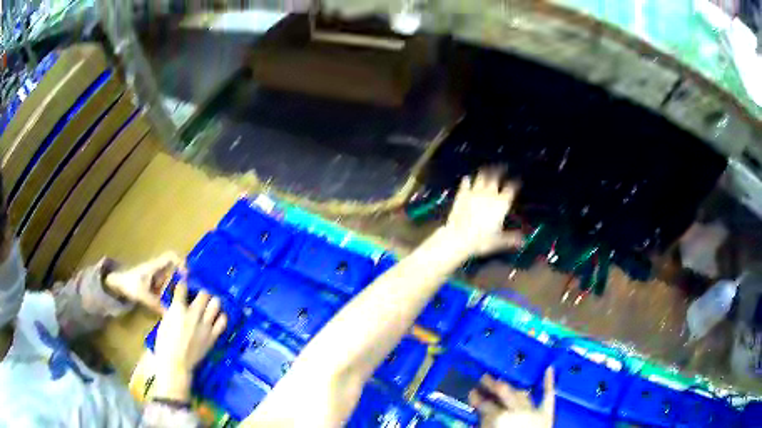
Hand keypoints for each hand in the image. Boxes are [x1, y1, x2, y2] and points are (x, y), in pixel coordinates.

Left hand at [105, 252, 181, 311]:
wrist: (116, 284)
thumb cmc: (129, 284)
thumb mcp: (142, 296)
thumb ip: (156, 305)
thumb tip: (170, 315)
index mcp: (155, 267)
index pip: (171, 256)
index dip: (181, 262)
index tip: (186, 276)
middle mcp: (157, 269)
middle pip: (174, 269)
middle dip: (182, 280)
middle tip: (188, 293)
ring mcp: (155, 277)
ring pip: (171, 279)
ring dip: (176, 288)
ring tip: (180, 301)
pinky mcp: (153, 284)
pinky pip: (165, 286)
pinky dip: (170, 294)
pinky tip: (171, 305)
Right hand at [152, 282, 226, 401]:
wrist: (175, 364)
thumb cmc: (164, 344)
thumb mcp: (164, 323)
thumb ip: (172, 312)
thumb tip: (177, 304)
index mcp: (178, 309)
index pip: (183, 287)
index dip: (183, 285)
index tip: (184, 285)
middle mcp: (193, 314)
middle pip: (204, 294)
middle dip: (201, 293)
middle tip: (200, 297)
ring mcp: (205, 326)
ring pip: (216, 304)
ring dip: (213, 302)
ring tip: (210, 305)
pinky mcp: (212, 337)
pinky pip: (222, 322)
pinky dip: (221, 317)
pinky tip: (217, 317)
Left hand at [444, 168, 521, 256]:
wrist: (458, 237)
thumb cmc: (482, 240)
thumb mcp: (499, 240)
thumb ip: (511, 238)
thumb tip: (523, 241)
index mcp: (501, 204)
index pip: (511, 188)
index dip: (515, 183)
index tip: (517, 180)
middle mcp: (489, 194)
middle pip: (496, 177)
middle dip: (500, 170)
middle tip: (502, 166)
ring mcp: (475, 192)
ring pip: (481, 176)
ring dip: (485, 171)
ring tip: (487, 168)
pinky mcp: (462, 194)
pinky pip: (465, 183)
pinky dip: (467, 180)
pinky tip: (466, 178)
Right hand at [469, 368, 554, 427]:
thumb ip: (481, 425)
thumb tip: (474, 417)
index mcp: (497, 418)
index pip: (483, 404)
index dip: (476, 398)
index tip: (471, 392)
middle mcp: (515, 410)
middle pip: (502, 393)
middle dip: (492, 384)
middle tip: (484, 377)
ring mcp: (533, 410)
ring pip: (521, 393)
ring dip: (512, 387)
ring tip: (504, 381)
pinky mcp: (547, 413)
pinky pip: (548, 396)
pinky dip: (549, 382)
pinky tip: (550, 369)